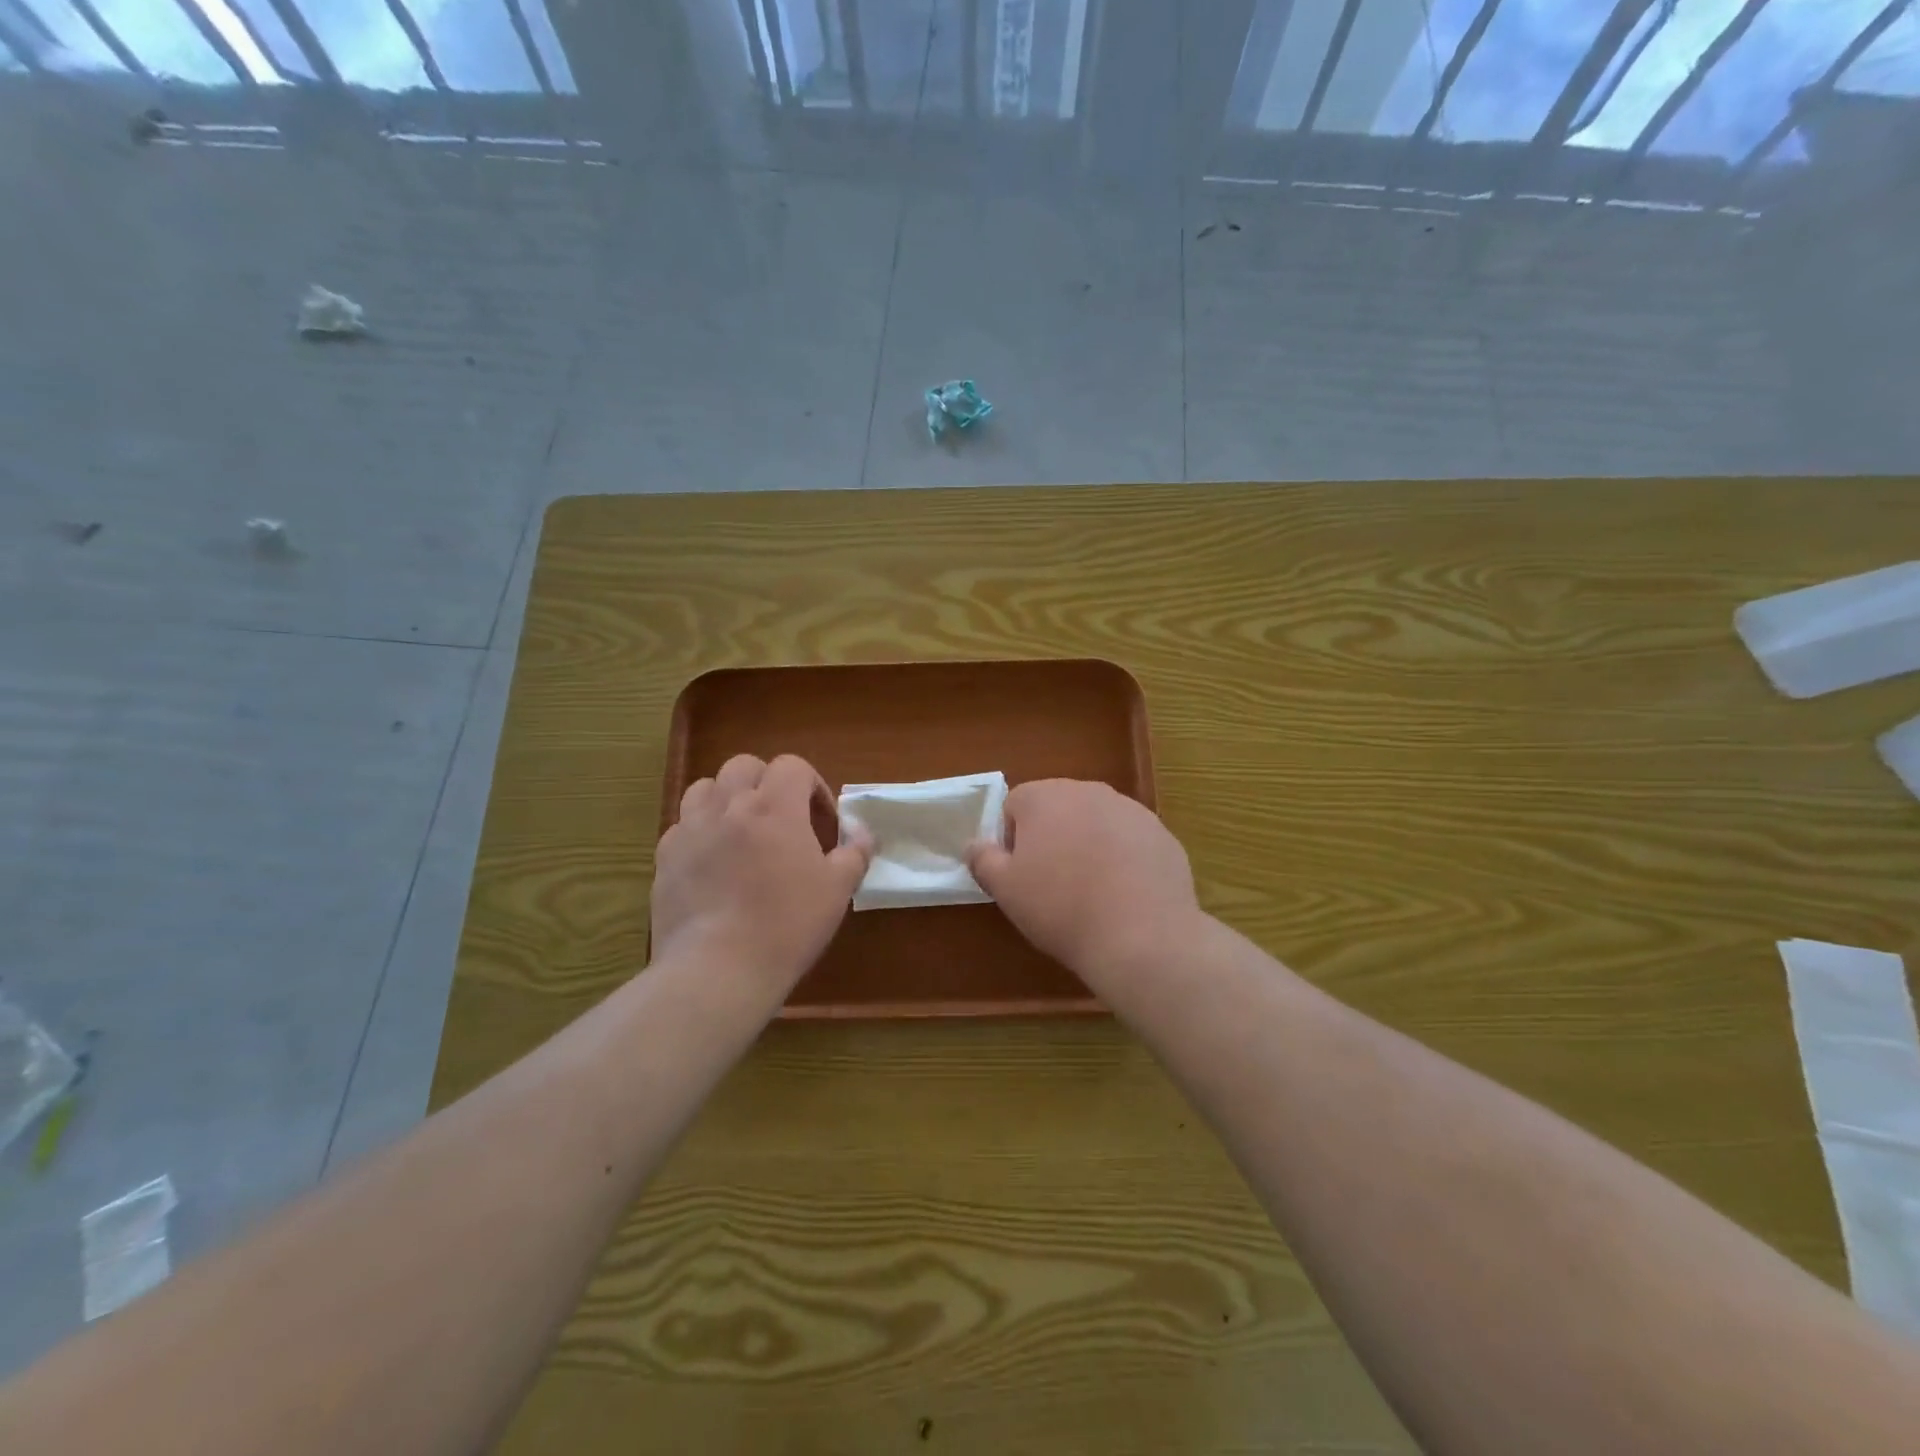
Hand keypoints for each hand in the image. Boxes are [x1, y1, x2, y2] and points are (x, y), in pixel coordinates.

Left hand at [652, 754, 871, 1003]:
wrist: (718, 969)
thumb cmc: (787, 925)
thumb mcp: (837, 890)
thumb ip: (854, 853)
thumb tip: (862, 833)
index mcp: (774, 806)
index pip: (792, 766)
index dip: (812, 786)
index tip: (821, 821)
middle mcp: (729, 806)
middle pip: (744, 766)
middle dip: (767, 783)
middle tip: (782, 819)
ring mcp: (691, 829)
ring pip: (706, 788)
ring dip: (727, 798)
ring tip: (741, 830)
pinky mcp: (665, 857)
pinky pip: (682, 826)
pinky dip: (700, 831)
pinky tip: (712, 862)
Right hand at [966, 779, 1200, 984]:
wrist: (1142, 937)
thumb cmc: (1061, 909)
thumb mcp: (1006, 890)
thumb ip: (983, 860)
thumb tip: (975, 845)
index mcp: (1045, 797)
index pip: (1015, 805)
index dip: (1012, 840)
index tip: (1022, 875)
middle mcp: (1089, 791)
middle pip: (1058, 808)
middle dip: (1052, 838)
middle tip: (1053, 884)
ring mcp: (1131, 810)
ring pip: (1096, 823)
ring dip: (1088, 846)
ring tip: (1092, 892)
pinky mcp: (1162, 834)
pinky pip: (1130, 841)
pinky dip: (1123, 859)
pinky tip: (1124, 896)